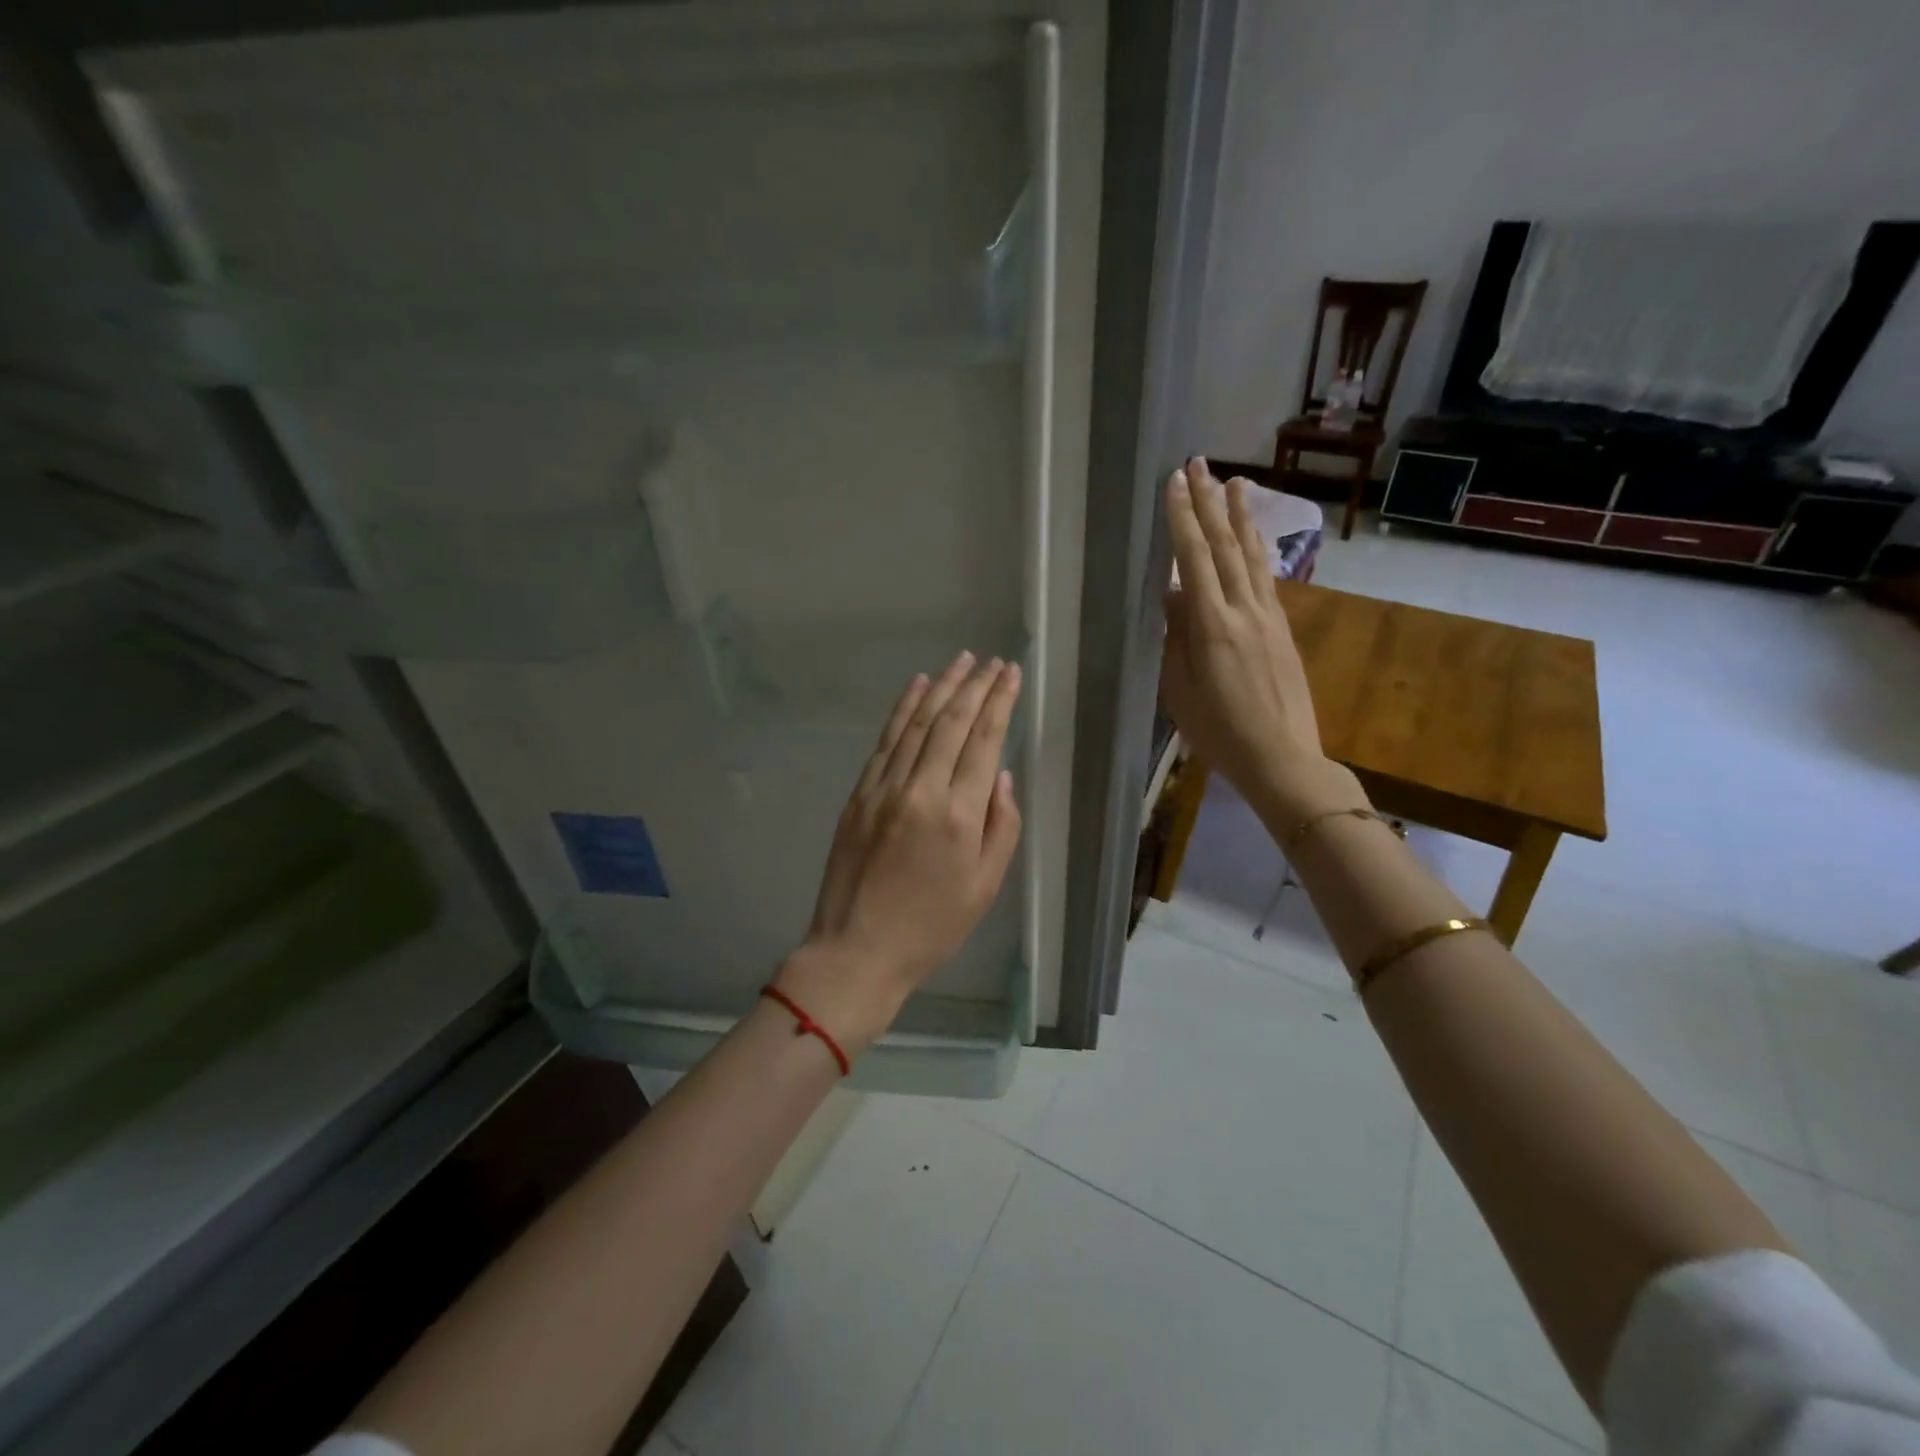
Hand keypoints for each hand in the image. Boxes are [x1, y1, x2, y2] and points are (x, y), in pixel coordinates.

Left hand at [777, 652, 1023, 1052]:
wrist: (858, 949)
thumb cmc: (932, 926)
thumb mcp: (985, 886)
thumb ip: (1001, 826)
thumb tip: (1001, 775)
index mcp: (959, 816)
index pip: (984, 742)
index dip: (999, 703)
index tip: (1011, 674)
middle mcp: (921, 790)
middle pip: (952, 723)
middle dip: (975, 686)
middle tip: (992, 661)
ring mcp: (884, 788)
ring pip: (917, 724)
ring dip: (941, 687)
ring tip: (961, 661)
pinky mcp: (859, 794)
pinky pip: (885, 741)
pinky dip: (903, 709)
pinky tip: (917, 687)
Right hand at [1159, 458, 1358, 823]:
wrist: (1281, 757)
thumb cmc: (1218, 731)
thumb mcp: (1179, 689)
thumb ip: (1176, 637)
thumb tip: (1173, 594)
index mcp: (1212, 625)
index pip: (1193, 559)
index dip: (1183, 518)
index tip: (1174, 482)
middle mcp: (1244, 610)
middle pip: (1224, 546)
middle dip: (1209, 502)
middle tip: (1198, 463)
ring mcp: (1268, 617)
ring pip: (1251, 556)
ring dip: (1239, 516)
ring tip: (1233, 481)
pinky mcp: (1282, 628)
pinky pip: (1265, 577)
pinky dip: (1255, 549)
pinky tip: (1252, 536)